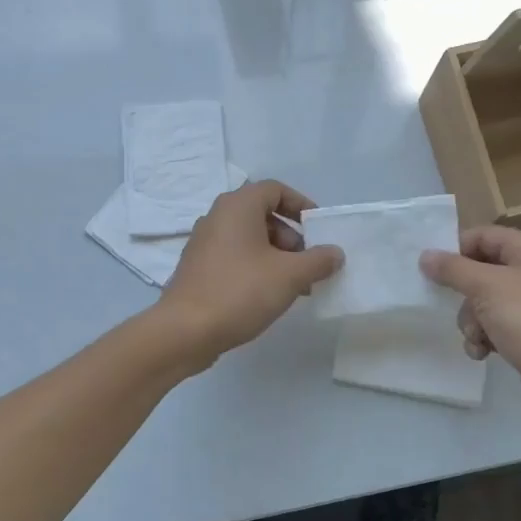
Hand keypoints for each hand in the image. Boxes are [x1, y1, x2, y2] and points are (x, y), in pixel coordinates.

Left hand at [157, 179, 342, 368]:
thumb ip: (318, 260)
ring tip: (295, 286)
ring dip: (277, 256)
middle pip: (263, 215)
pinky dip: (257, 268)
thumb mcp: (290, 275)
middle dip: (292, 237)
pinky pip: (235, 257)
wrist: (185, 331)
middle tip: (308, 264)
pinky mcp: (198, 268)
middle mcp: (217, 217)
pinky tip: (269, 296)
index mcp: (237, 206)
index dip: (301, 205)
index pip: (275, 190)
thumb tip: (335, 253)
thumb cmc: (240, 292)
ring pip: (250, 239)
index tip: (319, 229)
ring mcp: (204, 243)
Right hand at [420, 226, 520, 430]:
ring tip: (478, 338)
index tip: (433, 271)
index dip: (456, 250)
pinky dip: (484, 339)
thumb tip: (426, 255)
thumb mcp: (487, 287)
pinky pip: (494, 328)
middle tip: (459, 308)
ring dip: (472, 322)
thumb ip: (453, 269)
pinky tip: (483, 353)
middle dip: (464, 295)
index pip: (483, 236)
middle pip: (480, 271)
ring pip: (483, 303)